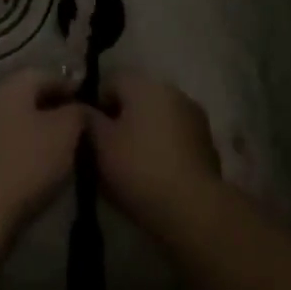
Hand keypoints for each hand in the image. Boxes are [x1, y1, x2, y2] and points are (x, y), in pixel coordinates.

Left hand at [0, 69, 85, 240]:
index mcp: (12, 86)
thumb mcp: (66, 132)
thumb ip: (79, 112)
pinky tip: (41, 172)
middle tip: (81, 130)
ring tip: (66, 154)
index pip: (47, 74)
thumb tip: (82, 107)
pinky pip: (8, 148)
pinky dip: (26, 154)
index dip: (72, 86)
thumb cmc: (25, 162)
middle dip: (56, 111)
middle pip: (30, 99)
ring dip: (41, 134)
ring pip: (19, 124)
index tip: (92, 105)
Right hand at [87, 73, 221, 236]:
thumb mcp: (100, 145)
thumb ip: (88, 120)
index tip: (90, 133)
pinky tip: (156, 173)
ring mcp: (194, 115)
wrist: (192, 207)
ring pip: (158, 116)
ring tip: (132, 164)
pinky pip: (176, 136)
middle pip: (137, 97)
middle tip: (108, 150)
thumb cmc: (139, 169)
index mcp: (145, 85)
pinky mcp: (207, 141)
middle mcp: (172, 91)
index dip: (96, 104)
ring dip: (144, 132)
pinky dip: (164, 146)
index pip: (111, 81)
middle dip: (122, 118)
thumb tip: (83, 109)